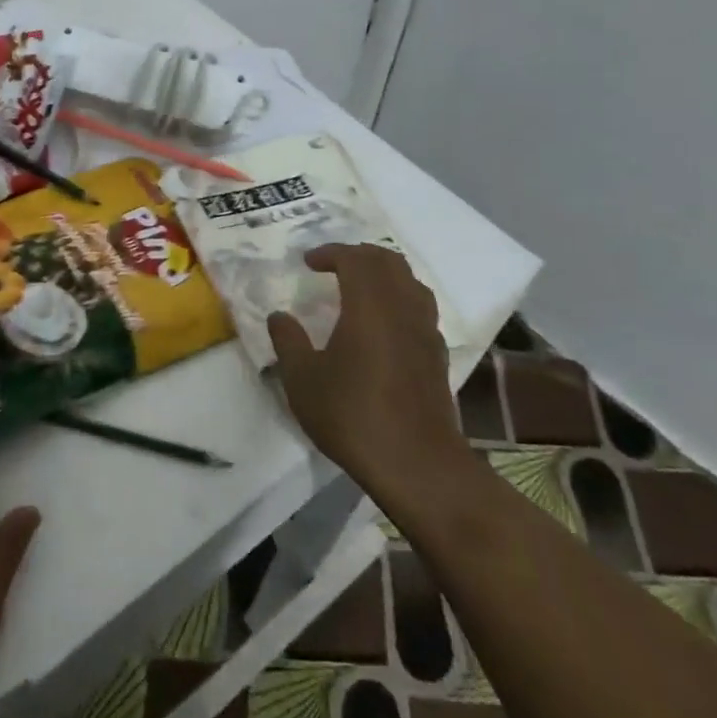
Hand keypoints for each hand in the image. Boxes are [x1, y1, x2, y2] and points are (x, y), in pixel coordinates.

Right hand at [268, 243, 467, 490]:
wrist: (417, 464)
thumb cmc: (353, 415)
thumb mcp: (303, 380)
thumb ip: (288, 341)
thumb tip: (279, 316)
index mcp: (369, 305)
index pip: (355, 259)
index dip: (331, 253)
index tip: (308, 262)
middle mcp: (402, 308)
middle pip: (388, 262)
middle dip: (359, 255)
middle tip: (333, 266)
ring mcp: (425, 331)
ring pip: (410, 282)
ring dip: (384, 275)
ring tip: (359, 288)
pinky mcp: (437, 356)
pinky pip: (420, 309)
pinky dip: (399, 300)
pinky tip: (382, 325)